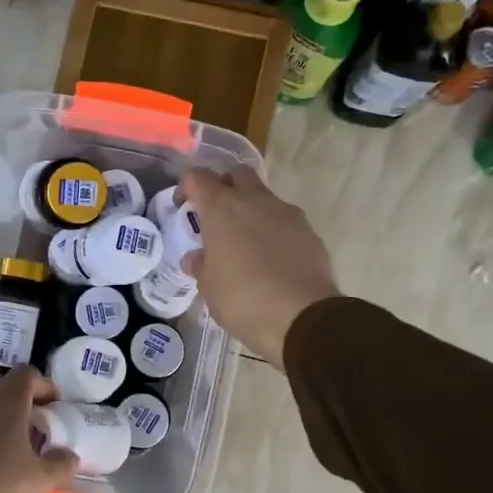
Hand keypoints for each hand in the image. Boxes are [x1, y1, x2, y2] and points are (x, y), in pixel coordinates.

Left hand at [0, 367, 78, 492]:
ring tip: (8, 453)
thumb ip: (61, 462)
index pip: (27, 375)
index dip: (44, 387)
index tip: (56, 408)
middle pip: (1, 392)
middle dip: (20, 407)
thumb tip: (68, 455)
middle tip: (35, 432)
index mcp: (4, 402)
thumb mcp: (42, 481)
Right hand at [179, 166, 338, 370]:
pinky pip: (285, 221)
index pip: (199, 177)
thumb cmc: (243, 300)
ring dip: (251, 210)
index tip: (183, 206)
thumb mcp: (209, 288)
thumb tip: (196, 258)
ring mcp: (286, 213)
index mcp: (222, 209)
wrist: (302, 318)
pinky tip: (272, 259)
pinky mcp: (309, 231)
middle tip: (216, 215)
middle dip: (224, 187)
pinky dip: (274, 231)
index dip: (187, 186)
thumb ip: (200, 265)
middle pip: (237, 174)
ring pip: (264, 197)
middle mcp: (255, 201)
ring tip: (245, 243)